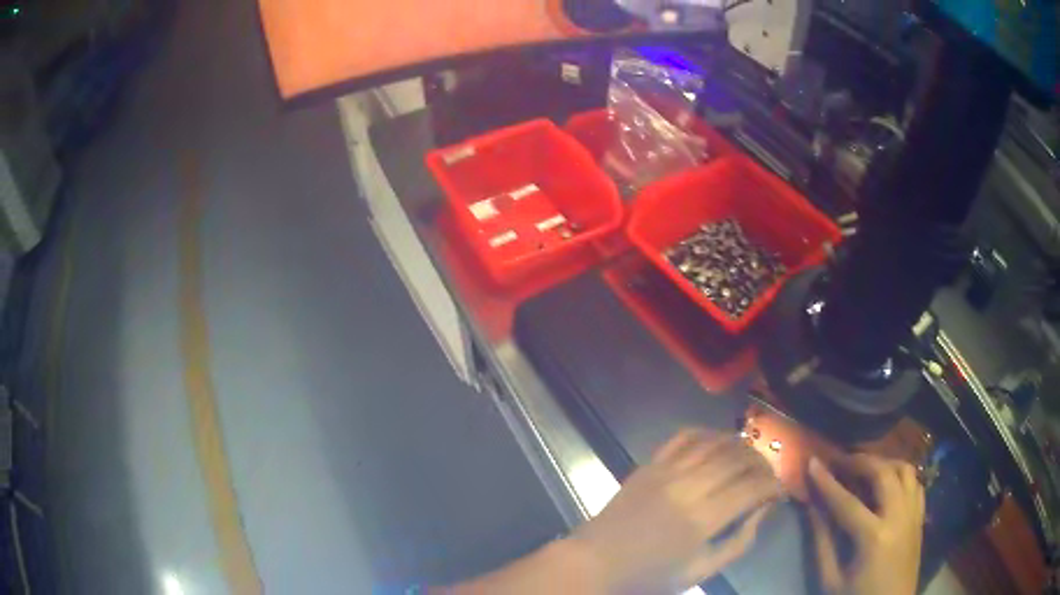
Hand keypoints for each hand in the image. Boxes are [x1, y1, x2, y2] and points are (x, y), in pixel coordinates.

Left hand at [568, 428, 782, 592]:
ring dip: (740, 445)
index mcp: (702, 519)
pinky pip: (683, 437)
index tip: (780, 490)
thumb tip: (763, 511)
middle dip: (762, 463)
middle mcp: (687, 488)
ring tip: (751, 456)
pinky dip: (707, 433)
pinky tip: (719, 440)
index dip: (773, 485)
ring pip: (715, 443)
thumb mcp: (700, 571)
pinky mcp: (650, 464)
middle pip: (738, 461)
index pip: (751, 489)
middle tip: (769, 473)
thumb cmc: (650, 574)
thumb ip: (738, 542)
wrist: (596, 561)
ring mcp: (666, 471)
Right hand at [807, 454, 925, 594]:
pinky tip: (888, 483)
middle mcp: (898, 517)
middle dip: (860, 461)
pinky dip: (901, 475)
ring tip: (866, 468)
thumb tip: (812, 507)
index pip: (846, 501)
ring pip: (905, 470)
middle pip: (883, 473)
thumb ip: (822, 542)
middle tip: (841, 460)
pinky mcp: (920, 517)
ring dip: (884, 463)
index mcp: (873, 537)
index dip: (827, 481)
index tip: (813, 462)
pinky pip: (915, 483)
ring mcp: (913, 514)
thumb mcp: (831, 579)